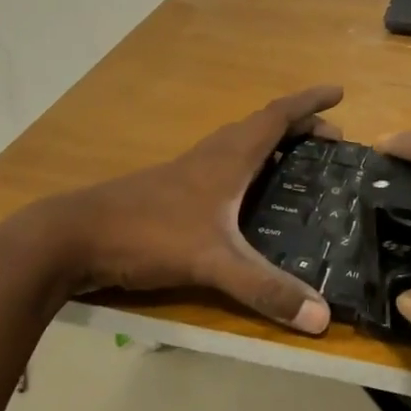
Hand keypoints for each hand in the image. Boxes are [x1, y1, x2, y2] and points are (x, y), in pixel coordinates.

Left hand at [29, 86, 343, 332]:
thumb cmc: (146, 234)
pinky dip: (247, 168)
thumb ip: (265, 289)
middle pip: (261, 127)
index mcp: (227, 158)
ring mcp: (185, 174)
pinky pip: (221, 168)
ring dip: (271, 144)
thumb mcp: (212, 262)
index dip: (309, 103)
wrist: (70, 238)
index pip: (277, 117)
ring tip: (296, 163)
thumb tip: (322, 319)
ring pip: (238, 146)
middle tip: (331, 141)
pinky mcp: (169, 194)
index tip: (339, 92)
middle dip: (299, 126)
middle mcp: (209, 157)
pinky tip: (245, 199)